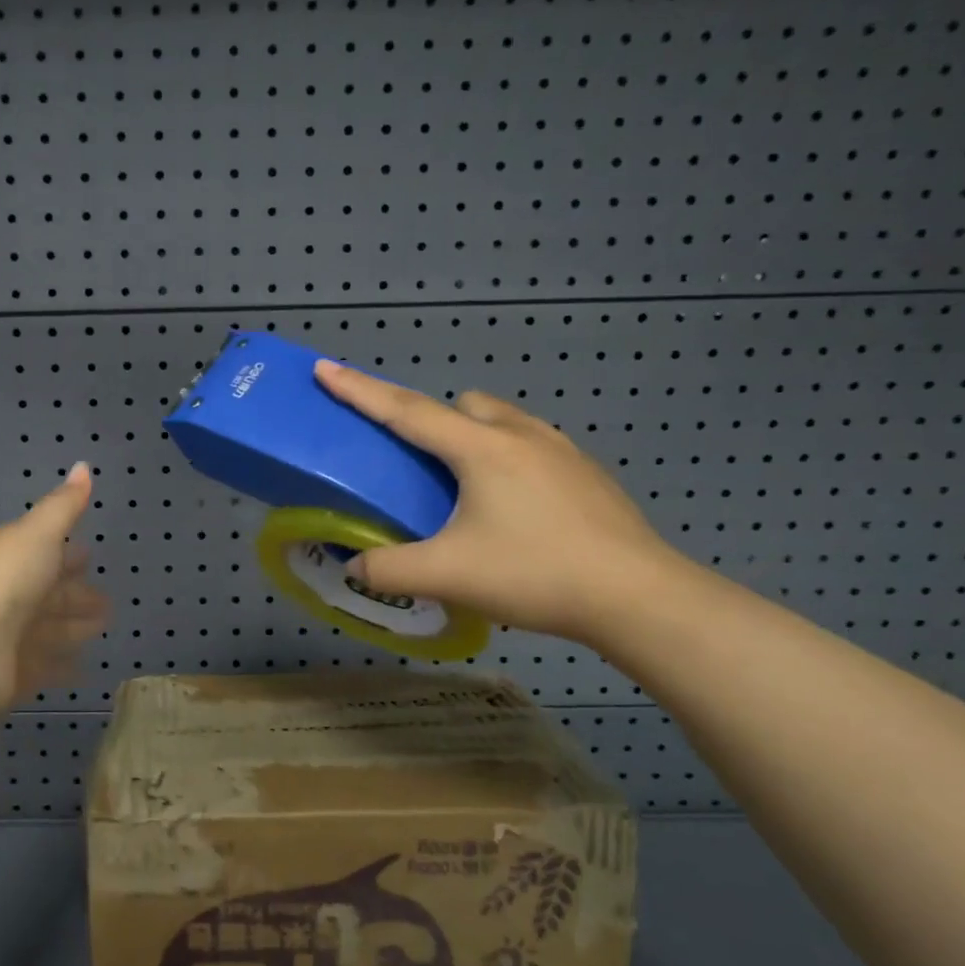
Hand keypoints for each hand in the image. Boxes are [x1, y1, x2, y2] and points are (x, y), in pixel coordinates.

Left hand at [0, 461, 110, 716]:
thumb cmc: (3, 582)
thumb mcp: (37, 534)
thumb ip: (63, 506)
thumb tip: (83, 464)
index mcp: (11, 556)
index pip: (45, 552)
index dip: (68, 553)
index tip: (91, 554)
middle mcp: (9, 595)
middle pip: (50, 594)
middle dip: (77, 594)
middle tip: (109, 602)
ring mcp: (10, 637)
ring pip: (50, 629)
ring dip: (74, 628)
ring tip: (104, 627)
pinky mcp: (13, 674)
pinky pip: (46, 666)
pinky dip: (64, 665)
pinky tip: (85, 667)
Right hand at [314, 360, 685, 645]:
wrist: (638, 597)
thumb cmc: (535, 573)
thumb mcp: (447, 576)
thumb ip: (388, 571)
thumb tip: (355, 570)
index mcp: (480, 449)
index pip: (405, 410)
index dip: (359, 390)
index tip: (326, 368)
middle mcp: (521, 435)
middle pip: (461, 404)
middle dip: (432, 419)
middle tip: (419, 463)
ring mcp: (562, 451)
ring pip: (503, 420)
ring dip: (474, 436)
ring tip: (468, 487)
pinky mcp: (588, 474)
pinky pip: (533, 445)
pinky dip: (510, 459)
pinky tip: (516, 509)